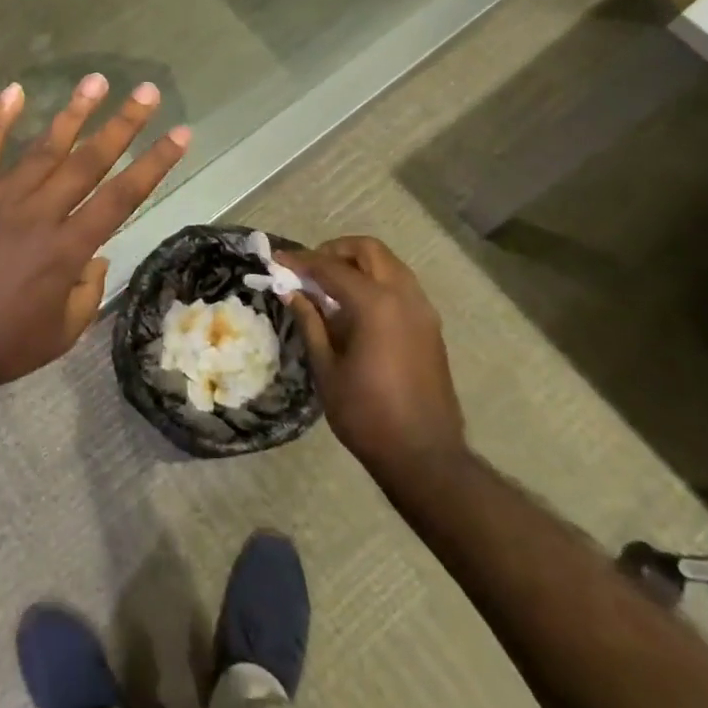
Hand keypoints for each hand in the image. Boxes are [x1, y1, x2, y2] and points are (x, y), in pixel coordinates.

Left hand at [0, 74, 189, 401]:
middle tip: (146, 91)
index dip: (154, 164)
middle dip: (122, 124)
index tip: (180, 133)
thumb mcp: (61, 335)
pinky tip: (14, 91)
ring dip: (72, 114)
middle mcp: (39, 215)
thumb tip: (97, 257)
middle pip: (88, 162)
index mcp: (67, 249)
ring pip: (42, 150)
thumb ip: (87, 293)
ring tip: (96, 81)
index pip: (122, 197)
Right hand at [276, 237, 466, 481]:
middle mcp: (404, 296)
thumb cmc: (367, 415)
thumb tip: (291, 292)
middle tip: (309, 269)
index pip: (331, 267)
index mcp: (376, 304)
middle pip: (368, 250)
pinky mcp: (431, 327)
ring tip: (329, 287)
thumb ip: (310, 322)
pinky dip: (376, 282)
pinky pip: (401, 286)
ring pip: (389, 264)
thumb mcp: (327, 368)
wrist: (425, 457)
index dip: (301, 261)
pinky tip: (355, 308)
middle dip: (335, 251)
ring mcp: (423, 310)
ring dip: (358, 265)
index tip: (277, 260)